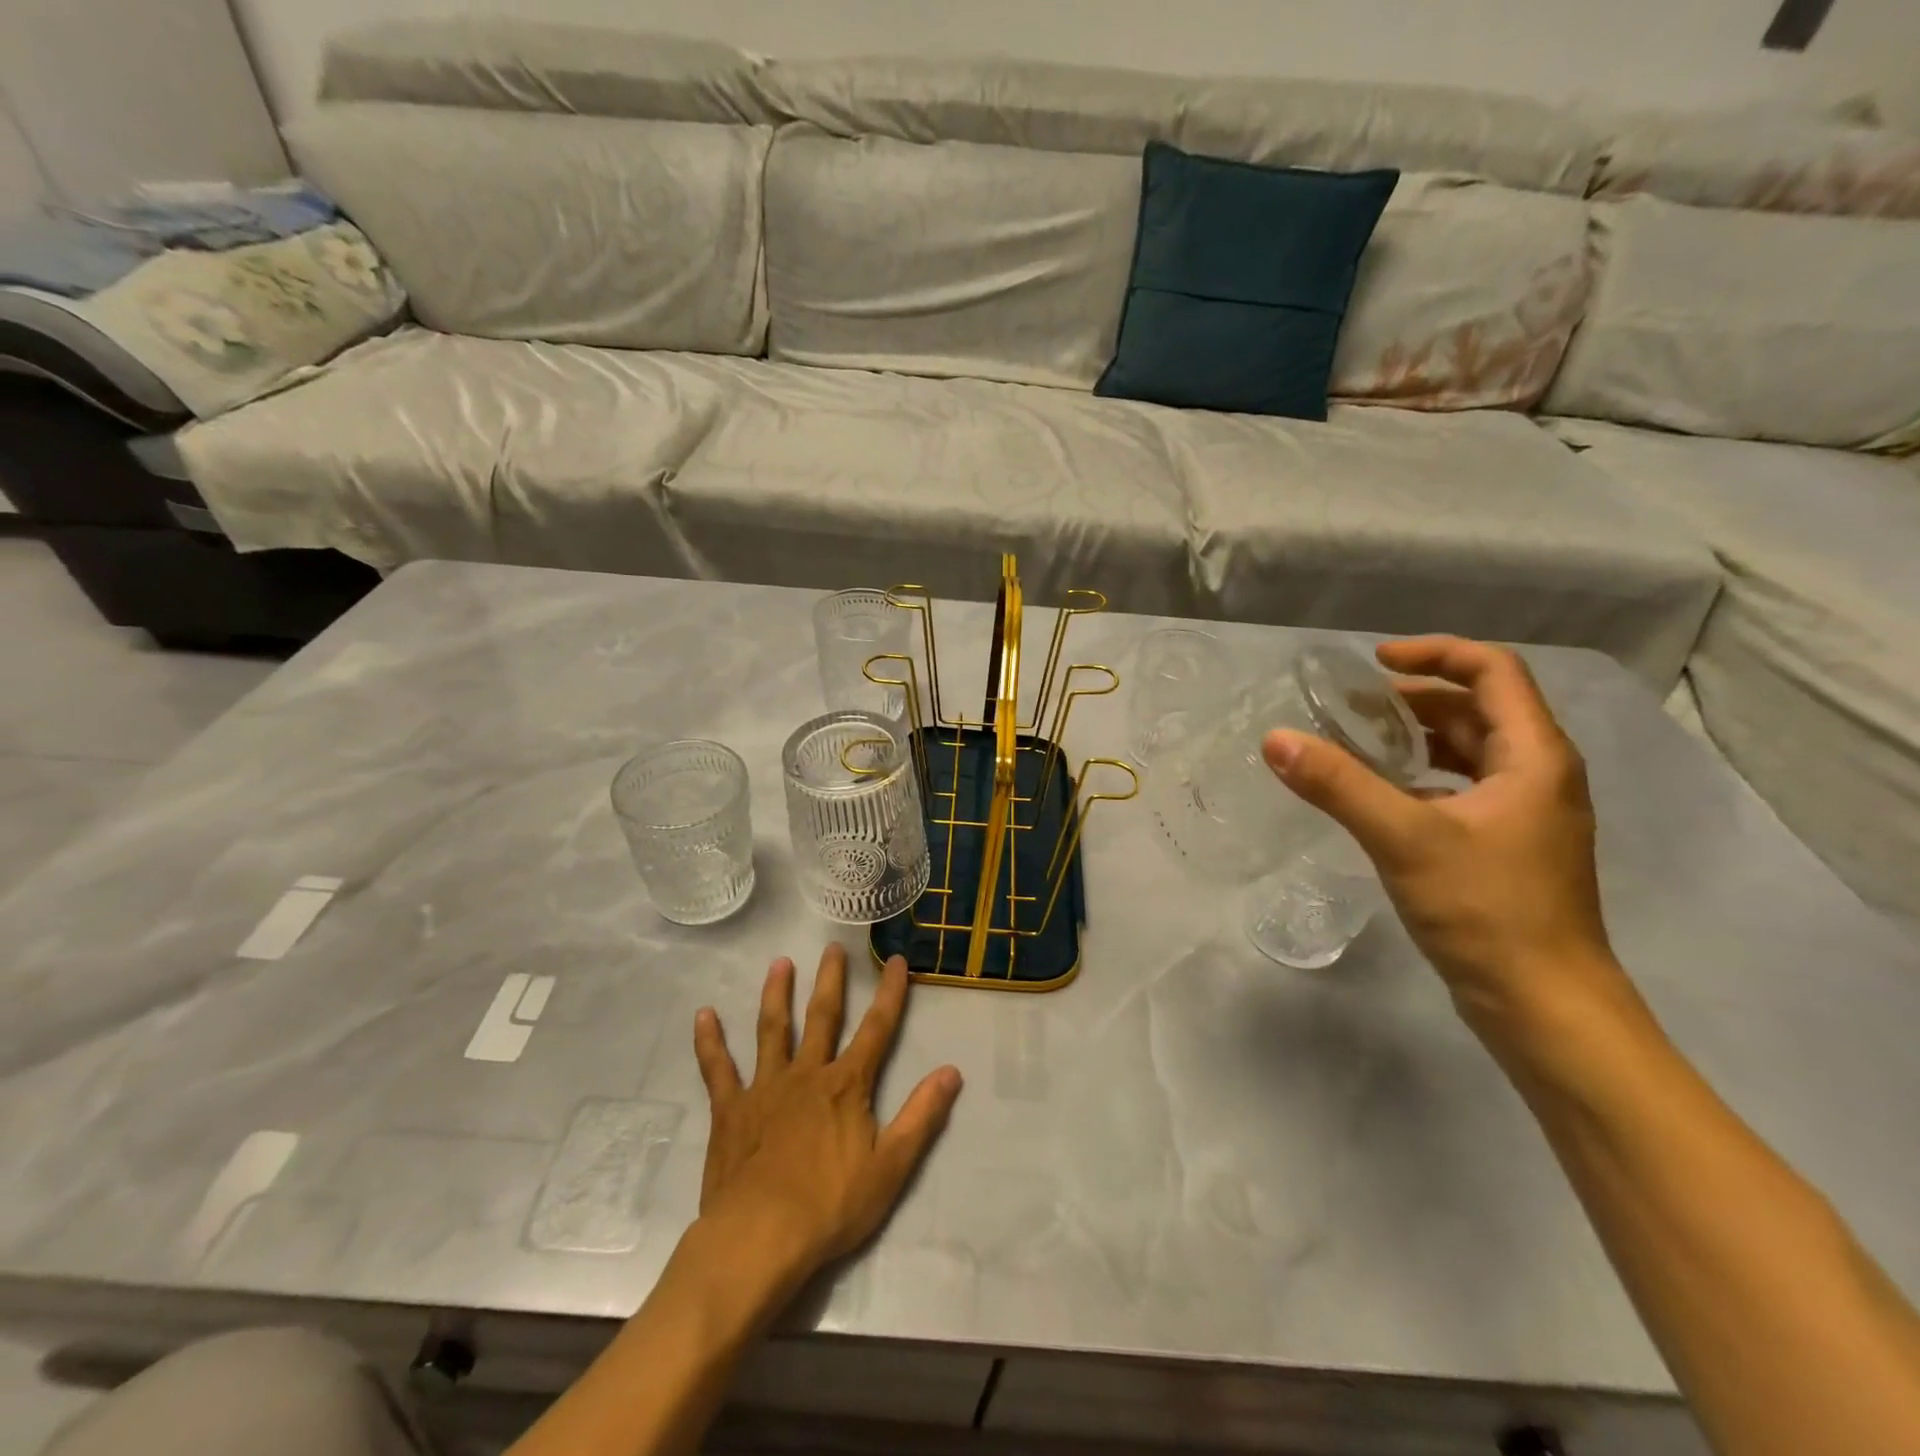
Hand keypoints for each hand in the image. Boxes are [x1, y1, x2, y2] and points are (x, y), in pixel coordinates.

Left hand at [692, 945, 962, 1288]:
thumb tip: (951, 1071)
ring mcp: (765, 1088)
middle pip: (822, 1017)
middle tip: (832, 946)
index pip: (876, 1029)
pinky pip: (717, 1069)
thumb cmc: (830, 1207)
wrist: (759, 1239)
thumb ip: (921, 1116)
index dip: (890, 994)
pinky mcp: (730, 1110)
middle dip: (830, 980)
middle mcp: (807, 1074)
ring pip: (772, 1030)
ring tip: (779, 963)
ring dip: (776, 994)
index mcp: (846, 1085)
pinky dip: (710, 1041)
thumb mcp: (890, 1167)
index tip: (897, 960)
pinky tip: (703, 1015)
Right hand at [1262, 636, 1628, 1029]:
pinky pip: (1460, 788)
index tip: (1371, 662)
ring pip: (1468, 751)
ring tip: (1356, 742)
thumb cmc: (1487, 911)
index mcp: (1534, 756)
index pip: (1492, 671)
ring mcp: (1523, 814)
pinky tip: (1378, 797)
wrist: (1543, 1005)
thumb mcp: (1405, 839)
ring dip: (1415, 737)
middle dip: (1413, 697)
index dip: (1434, 653)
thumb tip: (1276, 739)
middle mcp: (1537, 775)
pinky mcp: (1505, 846)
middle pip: (1478, 709)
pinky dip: (1419, 777)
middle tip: (1350, 706)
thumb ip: (1339, 785)